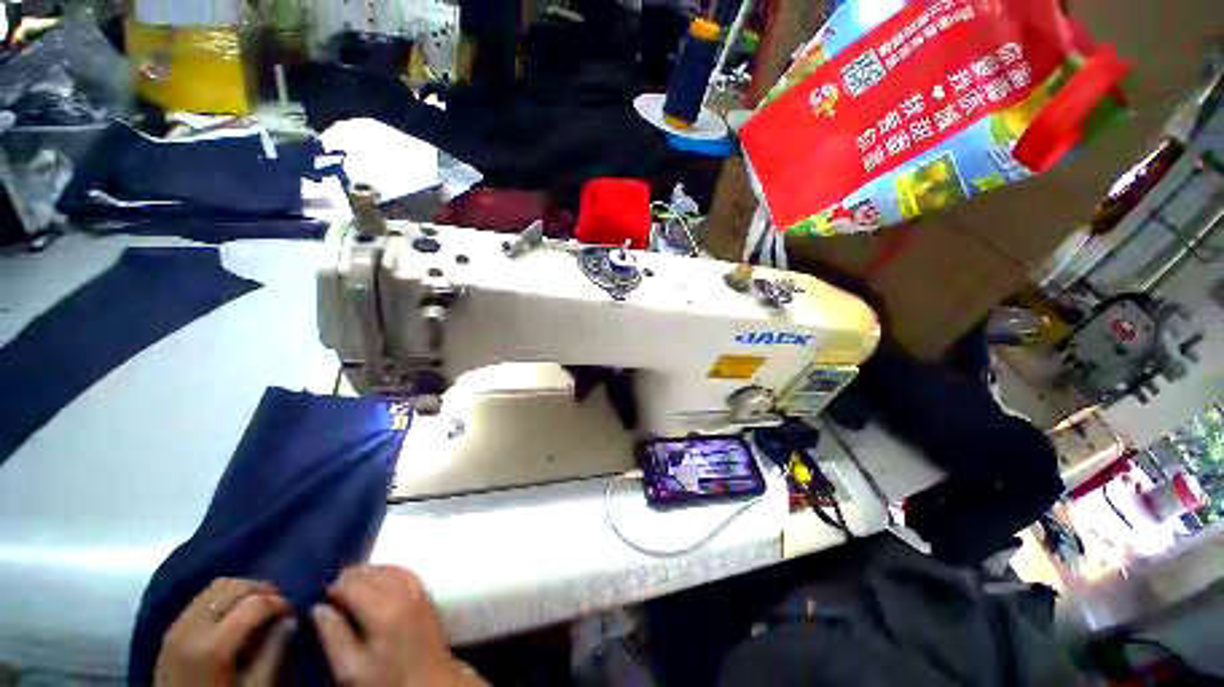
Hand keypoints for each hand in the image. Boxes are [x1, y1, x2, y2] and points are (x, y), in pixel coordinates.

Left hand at [154, 578, 294, 686]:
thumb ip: (273, 654)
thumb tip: (290, 620)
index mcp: (213, 646)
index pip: (254, 604)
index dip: (279, 602)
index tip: (293, 612)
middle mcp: (191, 628)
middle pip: (231, 586)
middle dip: (260, 589)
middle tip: (278, 603)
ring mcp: (175, 627)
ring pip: (214, 588)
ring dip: (240, 591)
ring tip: (257, 606)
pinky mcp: (169, 631)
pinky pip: (199, 600)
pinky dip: (222, 599)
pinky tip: (232, 615)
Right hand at [312, 565, 485, 686]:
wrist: (431, 683)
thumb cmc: (388, 681)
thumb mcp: (351, 669)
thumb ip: (332, 635)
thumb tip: (316, 607)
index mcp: (384, 608)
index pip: (350, 582)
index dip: (328, 587)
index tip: (312, 598)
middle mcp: (404, 590)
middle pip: (370, 572)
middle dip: (345, 579)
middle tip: (326, 596)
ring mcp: (418, 588)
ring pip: (386, 568)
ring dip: (365, 575)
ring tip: (345, 592)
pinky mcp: (426, 592)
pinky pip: (402, 572)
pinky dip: (384, 574)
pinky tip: (373, 588)